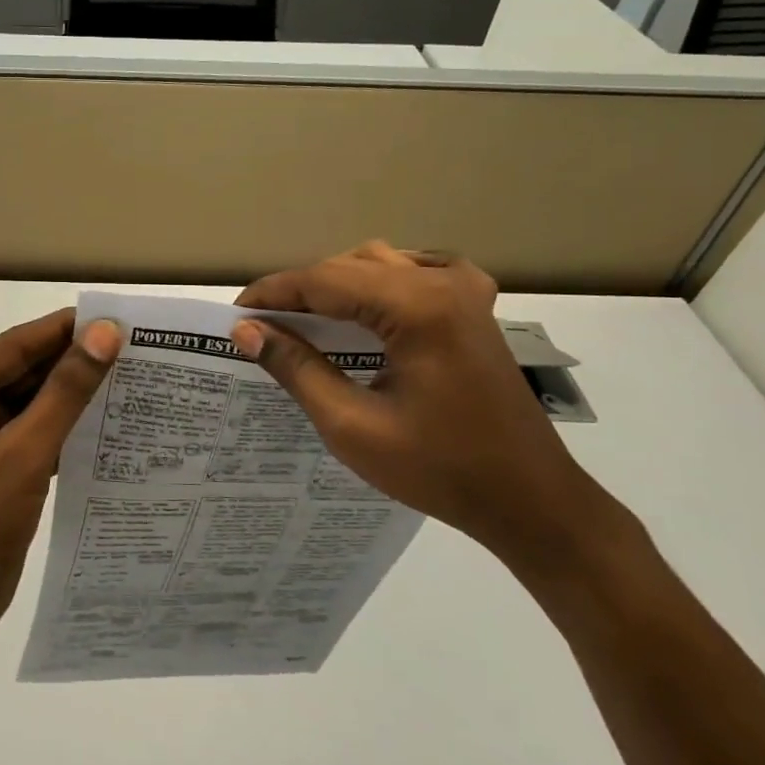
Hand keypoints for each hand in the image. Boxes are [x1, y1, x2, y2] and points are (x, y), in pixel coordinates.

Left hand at [0, 310, 121, 659]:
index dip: (67, 330)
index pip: (15, 345)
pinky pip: (34, 427)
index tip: (120, 317)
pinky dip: (66, 424)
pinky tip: (109, 417)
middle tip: (137, 346)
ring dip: (74, 392)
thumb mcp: (24, 454)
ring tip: (133, 375)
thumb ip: (66, 392)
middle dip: (75, 361)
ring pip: (32, 399)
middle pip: (24, 369)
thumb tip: (106, 334)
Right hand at [234, 243, 617, 570]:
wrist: (530, 500)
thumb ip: (297, 368)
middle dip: (301, 291)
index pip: (324, 280)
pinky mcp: (475, 307)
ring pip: (380, 263)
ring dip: (336, 284)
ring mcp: (466, 290)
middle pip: (350, 267)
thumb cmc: (439, 470)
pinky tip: (365, 304)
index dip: (273, 293)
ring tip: (301, 319)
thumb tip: (247, 330)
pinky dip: (379, 281)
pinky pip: (414, 271)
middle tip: (263, 325)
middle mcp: (444, 283)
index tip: (234, 314)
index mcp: (418, 307)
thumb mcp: (352, 424)